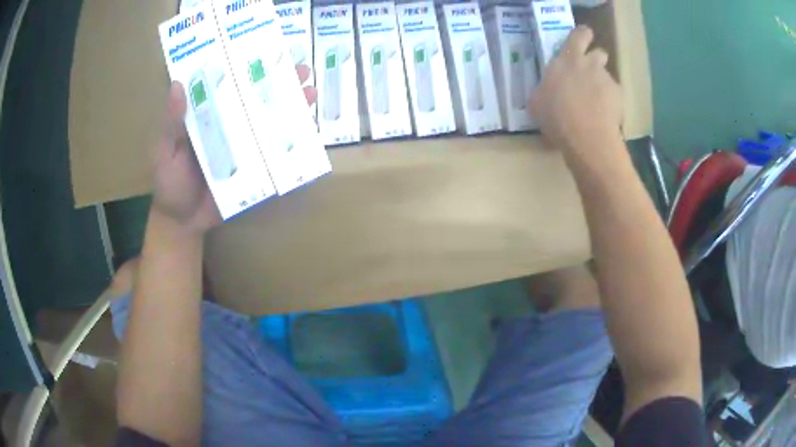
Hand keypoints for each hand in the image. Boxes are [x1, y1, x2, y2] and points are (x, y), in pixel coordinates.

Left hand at [151, 64, 316, 234]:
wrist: (184, 222)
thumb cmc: (169, 184)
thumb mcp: (165, 152)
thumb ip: (171, 125)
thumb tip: (178, 85)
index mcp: (208, 114)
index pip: (231, 84)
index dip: (248, 66)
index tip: (266, 51)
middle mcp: (230, 124)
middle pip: (257, 98)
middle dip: (280, 82)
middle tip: (301, 70)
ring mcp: (245, 146)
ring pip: (270, 120)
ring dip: (291, 107)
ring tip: (310, 93)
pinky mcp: (255, 168)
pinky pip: (275, 151)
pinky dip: (292, 142)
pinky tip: (308, 132)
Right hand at [530, 26, 622, 159]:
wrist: (587, 136)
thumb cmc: (556, 116)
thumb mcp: (538, 102)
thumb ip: (544, 89)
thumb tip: (545, 92)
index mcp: (566, 60)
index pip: (579, 35)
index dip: (582, 35)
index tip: (583, 38)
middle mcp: (588, 64)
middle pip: (599, 52)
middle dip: (596, 58)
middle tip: (590, 72)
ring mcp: (606, 79)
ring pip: (606, 74)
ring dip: (602, 82)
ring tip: (596, 100)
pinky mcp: (619, 96)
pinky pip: (614, 94)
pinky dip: (610, 102)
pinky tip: (604, 115)